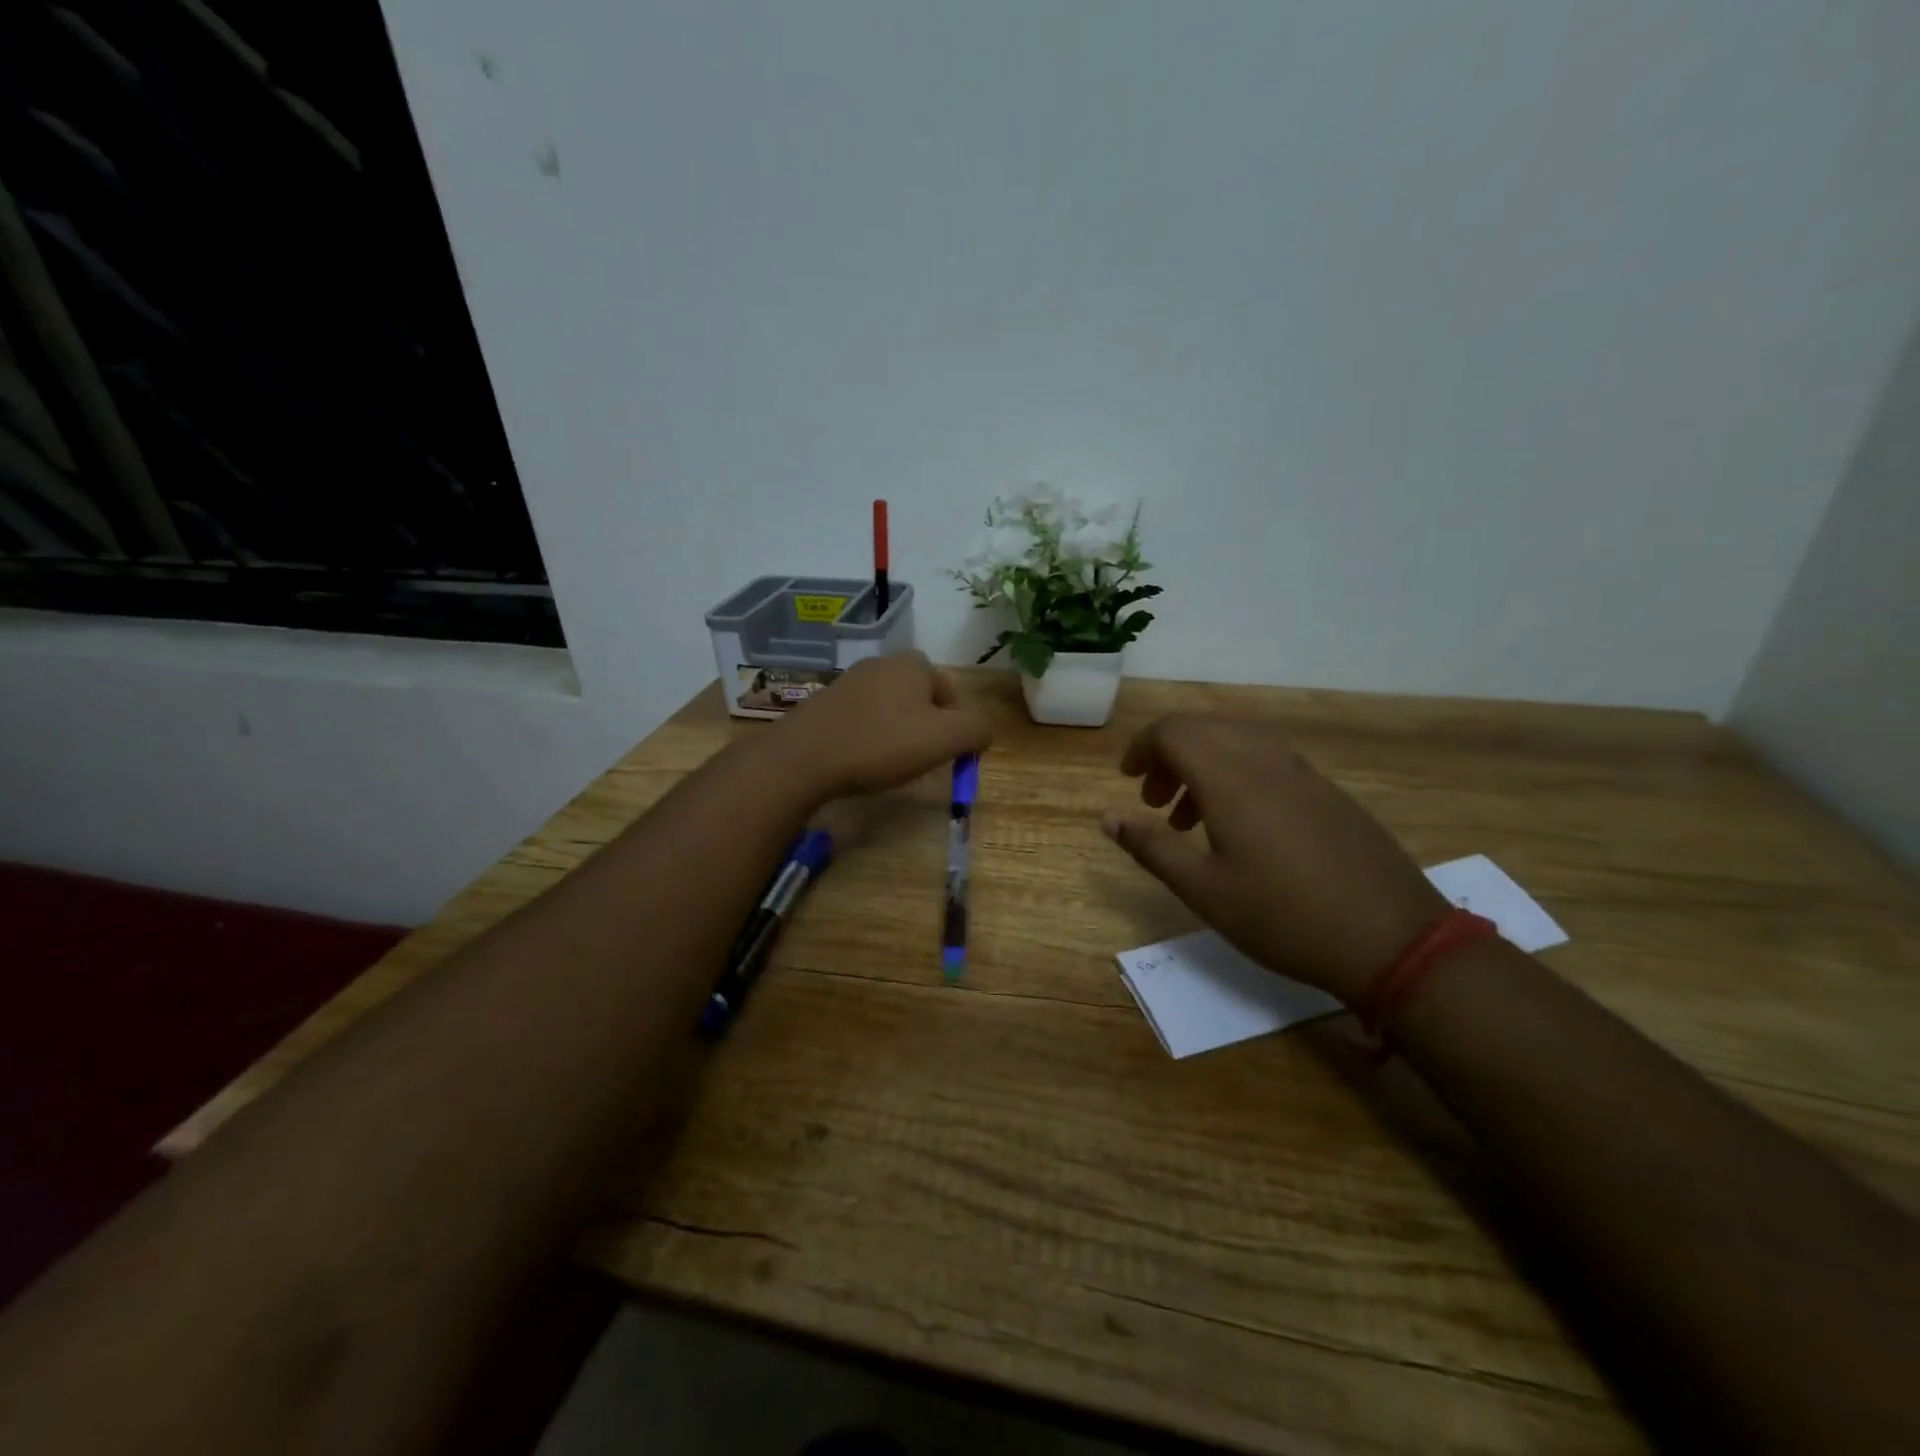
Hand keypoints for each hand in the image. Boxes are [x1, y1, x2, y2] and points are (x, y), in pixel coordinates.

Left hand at [776, 653, 992, 799]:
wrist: (804, 757)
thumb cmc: (882, 744)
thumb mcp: (945, 739)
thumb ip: (976, 730)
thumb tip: (983, 732)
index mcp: (912, 664)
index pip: (948, 690)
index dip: (954, 723)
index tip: (944, 753)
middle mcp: (881, 664)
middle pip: (919, 697)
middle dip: (925, 727)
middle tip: (920, 758)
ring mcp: (849, 682)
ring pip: (890, 708)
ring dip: (897, 732)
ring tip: (890, 763)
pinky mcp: (825, 703)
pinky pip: (862, 718)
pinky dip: (869, 737)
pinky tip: (861, 760)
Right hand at [1103, 714, 1448, 1002]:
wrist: (1393, 939)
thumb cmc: (1284, 917)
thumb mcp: (1204, 890)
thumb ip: (1151, 847)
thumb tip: (1106, 818)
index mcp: (1230, 778)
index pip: (1173, 732)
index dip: (1142, 747)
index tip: (1127, 779)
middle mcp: (1265, 761)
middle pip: (1204, 730)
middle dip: (1168, 755)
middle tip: (1153, 801)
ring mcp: (1302, 773)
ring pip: (1237, 742)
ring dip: (1202, 765)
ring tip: (1189, 819)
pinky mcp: (1327, 792)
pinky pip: (1268, 761)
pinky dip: (1236, 775)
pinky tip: (1240, 826)